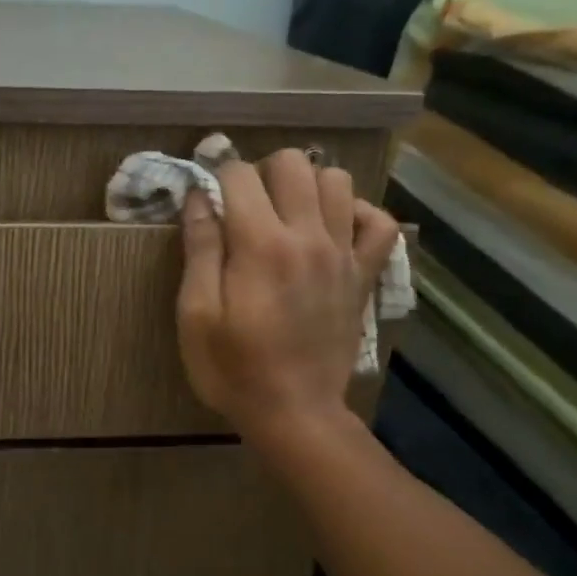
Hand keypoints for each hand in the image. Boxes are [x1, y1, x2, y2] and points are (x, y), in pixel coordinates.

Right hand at [176, 149, 398, 443]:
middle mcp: (308, 236)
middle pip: (293, 163)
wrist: (295, 413)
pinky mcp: (364, 274)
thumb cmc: (233, 367)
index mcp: (261, 244)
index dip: (217, 178)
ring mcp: (343, 253)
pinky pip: (380, 222)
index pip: (240, 173)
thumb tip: (200, 196)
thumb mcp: (196, 314)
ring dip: (307, 185)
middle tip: (246, 206)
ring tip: (286, 213)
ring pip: (338, 180)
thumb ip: (200, 248)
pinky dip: (358, 213)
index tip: (208, 201)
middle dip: (262, 172)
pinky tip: (333, 228)